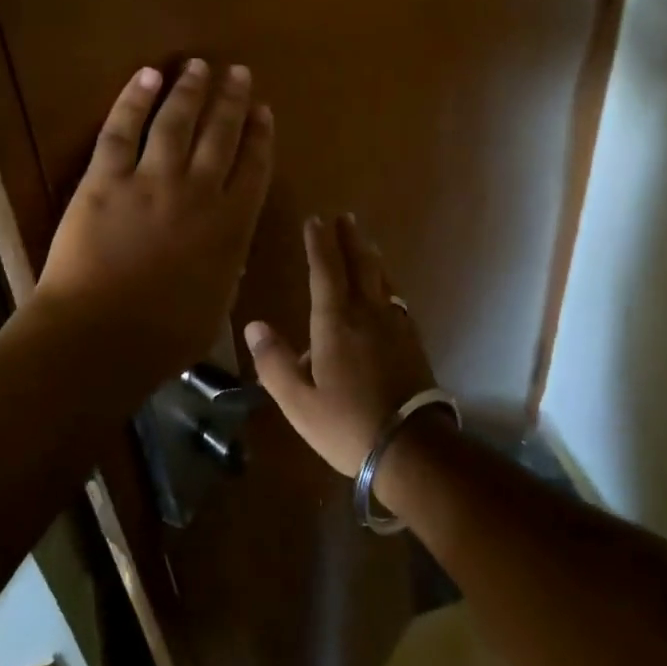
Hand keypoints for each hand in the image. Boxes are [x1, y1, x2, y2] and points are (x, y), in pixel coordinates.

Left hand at [34, 60, 273, 373]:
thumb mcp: (215, 306)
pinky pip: (122, 130)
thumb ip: (226, 268)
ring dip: (190, 89)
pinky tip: (147, 75)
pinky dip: (134, 99)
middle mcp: (197, 192)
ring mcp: (151, 180)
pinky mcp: (106, 178)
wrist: (101, 337)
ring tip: (199, 65)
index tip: (263, 110)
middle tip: (238, 72)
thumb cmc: (163, 336)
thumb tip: (230, 249)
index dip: (260, 135)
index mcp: (229, 226)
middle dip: (231, 100)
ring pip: (176, 122)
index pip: (254, 168)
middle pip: (220, 134)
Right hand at [246, 214, 436, 475]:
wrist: (411, 447)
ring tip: (365, 242)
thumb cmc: (347, 424)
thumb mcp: (298, 401)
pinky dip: (386, 283)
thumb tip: (254, 326)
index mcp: (336, 322)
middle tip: (344, 218)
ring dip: (370, 256)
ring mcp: (395, 325)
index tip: (315, 220)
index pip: (325, 270)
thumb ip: (274, 362)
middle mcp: (367, 313)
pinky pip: (396, 298)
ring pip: (382, 279)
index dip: (318, 243)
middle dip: (349, 239)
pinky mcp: (412, 341)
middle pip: (360, 265)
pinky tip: (387, 291)